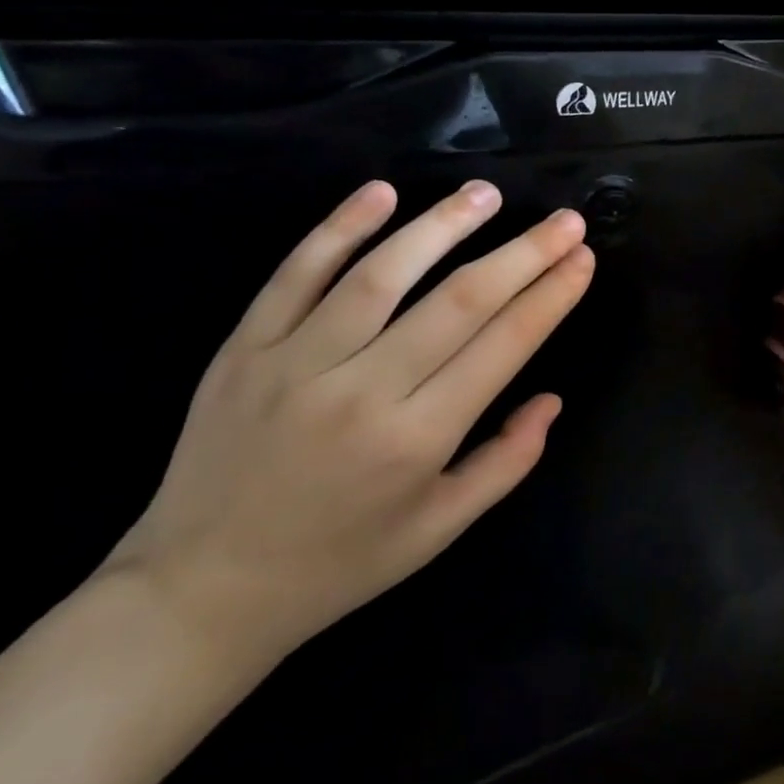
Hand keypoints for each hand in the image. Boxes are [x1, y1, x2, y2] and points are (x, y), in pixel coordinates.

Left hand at [103, 179, 594, 671]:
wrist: (201, 591)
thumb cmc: (341, 564)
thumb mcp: (441, 529)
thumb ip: (507, 462)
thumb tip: (551, 399)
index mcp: (417, 439)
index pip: (503, 346)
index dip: (550, 297)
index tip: (583, 260)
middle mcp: (362, 391)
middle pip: (458, 301)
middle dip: (523, 254)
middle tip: (565, 220)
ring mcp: (295, 363)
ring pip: (381, 275)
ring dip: (442, 226)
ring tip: (487, 194)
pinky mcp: (244, 349)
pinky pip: (294, 275)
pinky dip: (338, 229)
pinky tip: (380, 192)